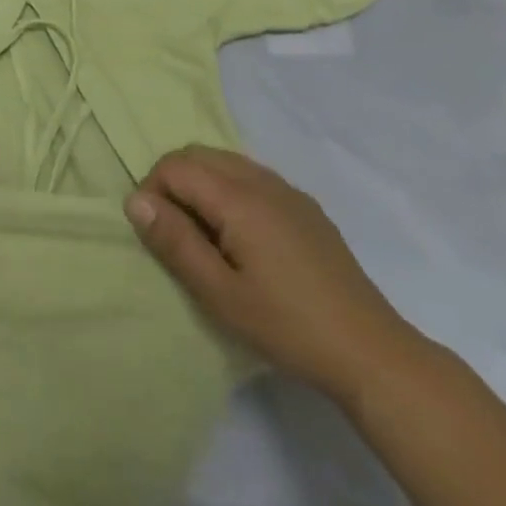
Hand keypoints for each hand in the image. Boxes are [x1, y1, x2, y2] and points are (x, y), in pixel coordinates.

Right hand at [126, 146, 420, 407]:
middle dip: (173, 182)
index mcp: (238, 198)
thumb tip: (135, 199)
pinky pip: (252, 177)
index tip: (156, 234)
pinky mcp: (305, 208)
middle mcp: (262, 180)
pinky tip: (241, 238)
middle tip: (173, 233)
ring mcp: (288, 191)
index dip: (153, 191)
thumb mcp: (219, 293)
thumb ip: (175, 242)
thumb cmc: (286, 325)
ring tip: (203, 237)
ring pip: (226, 162)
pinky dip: (229, 190)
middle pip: (199, 154)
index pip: (175, 166)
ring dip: (201, 185)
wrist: (370, 351)